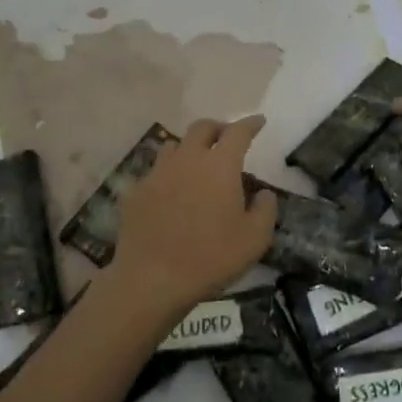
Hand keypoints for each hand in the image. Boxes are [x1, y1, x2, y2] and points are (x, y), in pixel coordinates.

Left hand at [108, 115, 277, 321]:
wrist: (152, 280)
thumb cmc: (211, 258)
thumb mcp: (255, 239)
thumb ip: (266, 210)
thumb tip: (264, 194)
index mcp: (220, 165)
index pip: (238, 132)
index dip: (250, 124)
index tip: (259, 121)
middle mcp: (187, 159)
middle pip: (202, 128)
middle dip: (218, 128)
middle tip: (226, 138)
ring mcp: (157, 174)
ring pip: (173, 146)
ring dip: (189, 149)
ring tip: (196, 164)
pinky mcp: (136, 192)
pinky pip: (154, 174)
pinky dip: (167, 177)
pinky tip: (169, 194)